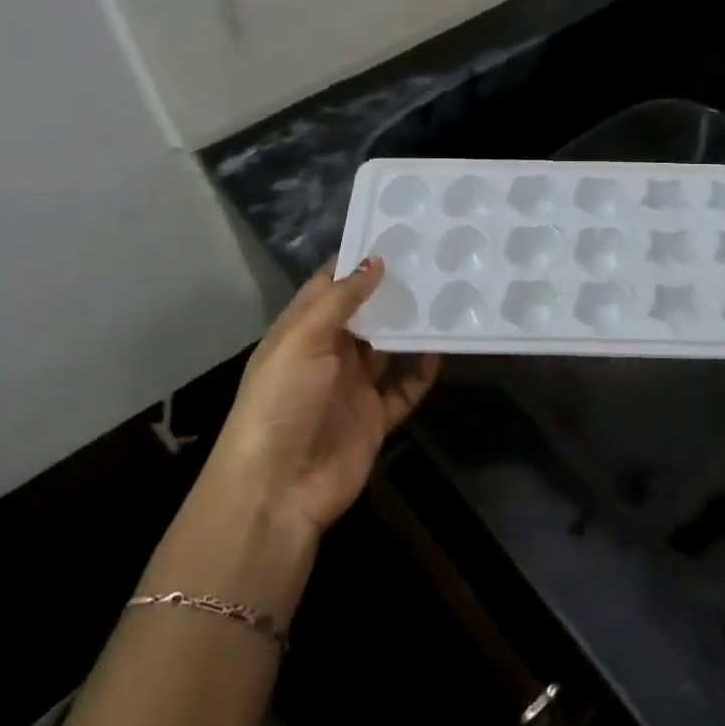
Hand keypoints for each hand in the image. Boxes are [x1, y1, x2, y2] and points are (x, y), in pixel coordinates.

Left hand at [204, 258, 439, 539]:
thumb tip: (375, 261)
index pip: (330, 287)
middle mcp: (327, 355)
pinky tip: (442, 350)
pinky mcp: (375, 418)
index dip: (358, 263)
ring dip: (411, 328)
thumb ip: (340, 300)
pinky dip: (423, 371)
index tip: (395, 235)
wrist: (278, 489)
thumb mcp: (302, 340)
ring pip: (389, 348)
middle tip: (432, 262)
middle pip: (365, 316)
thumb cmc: (282, 402)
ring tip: (446, 297)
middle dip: (392, 292)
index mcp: (301, 332)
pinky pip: (405, 388)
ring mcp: (352, 387)